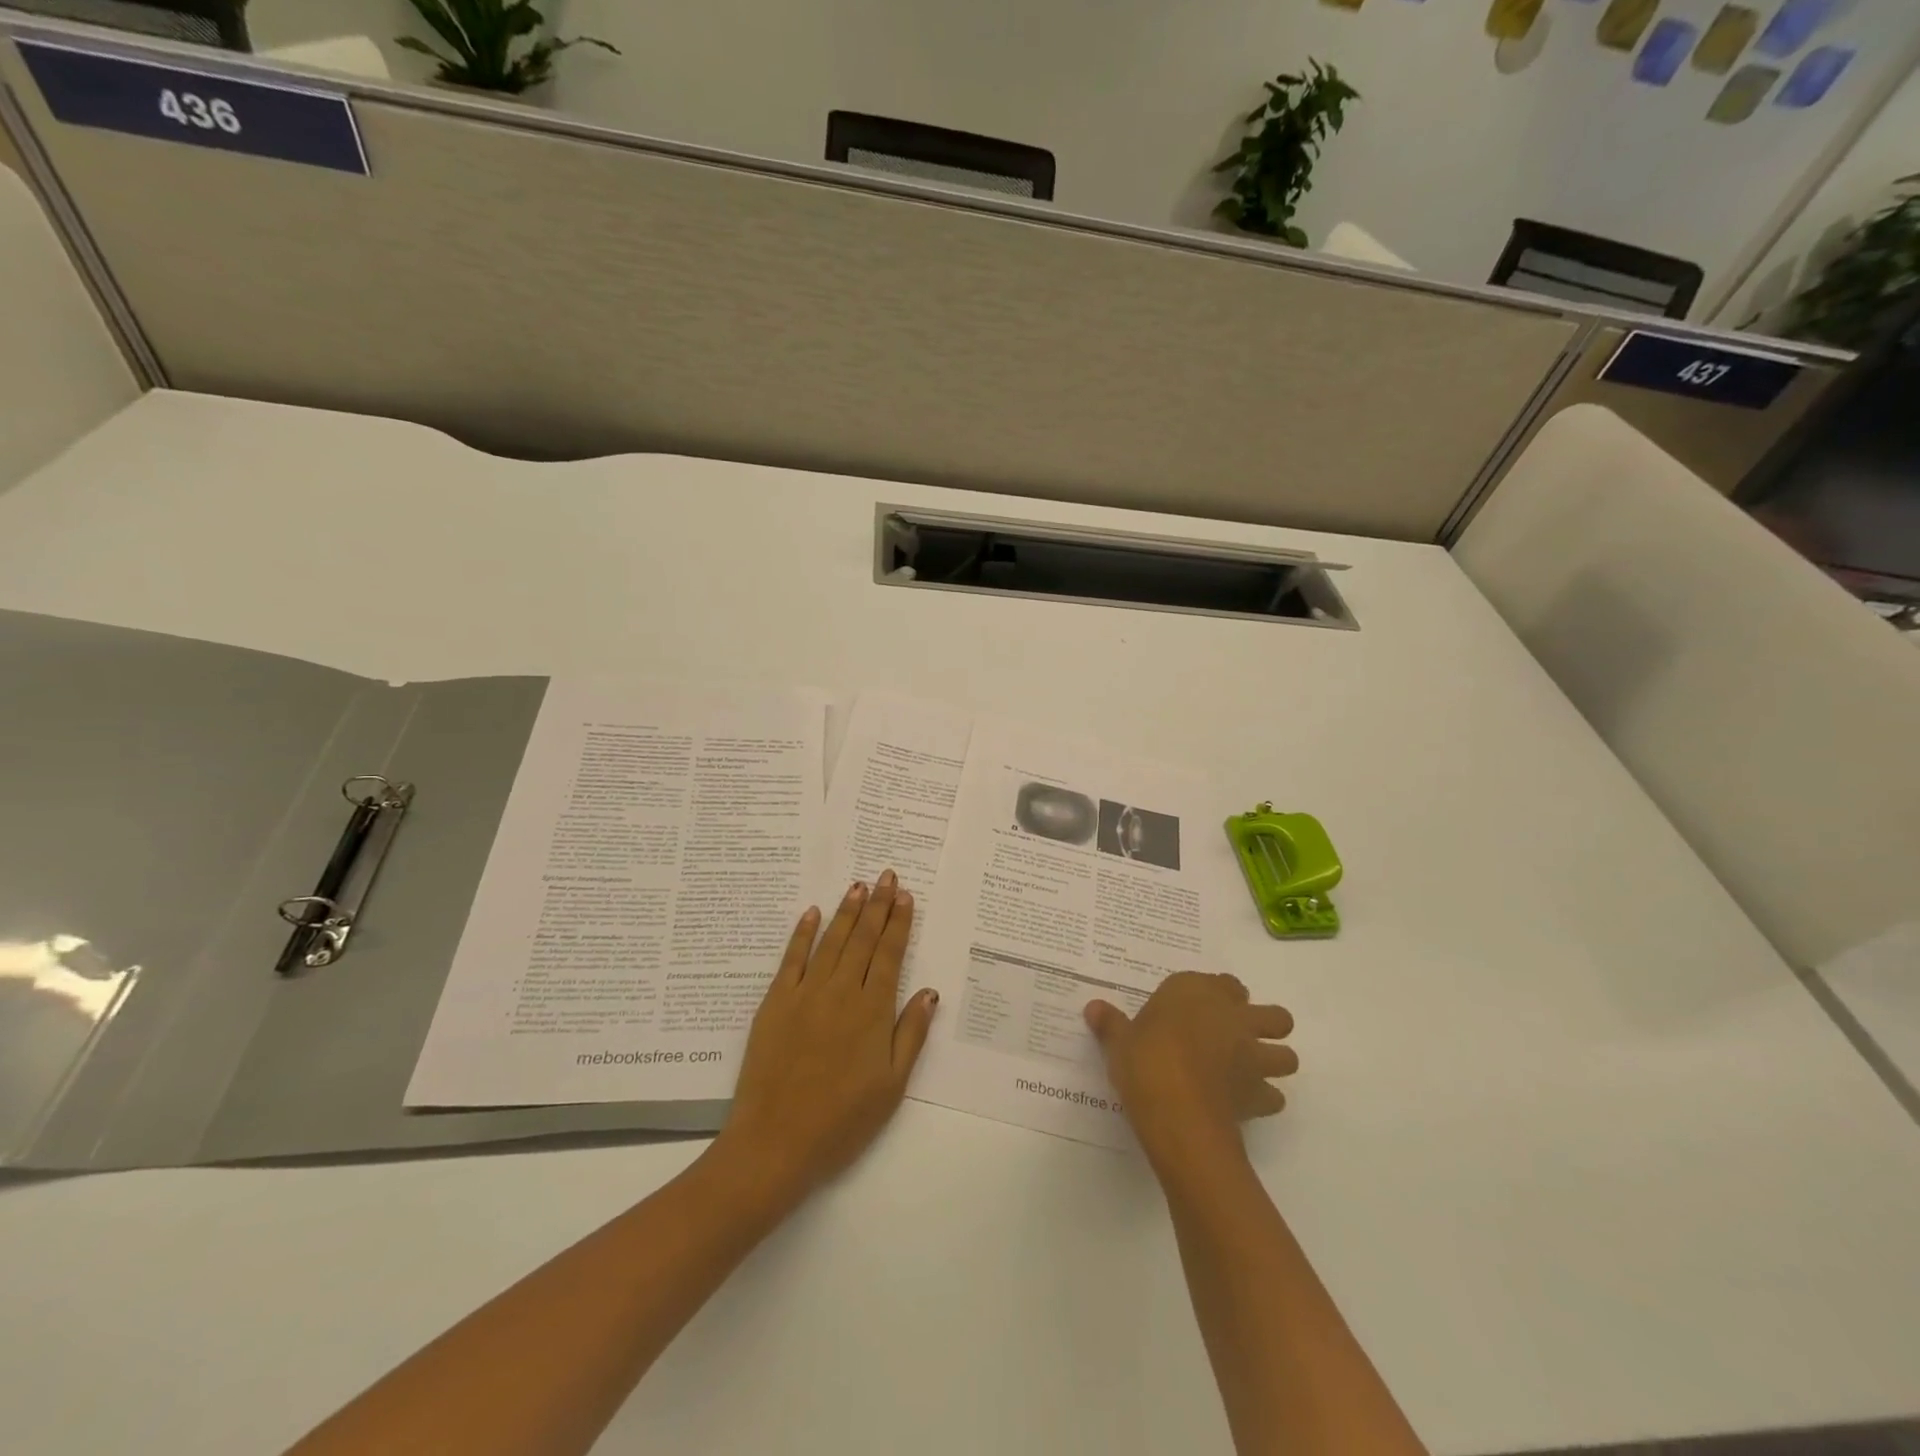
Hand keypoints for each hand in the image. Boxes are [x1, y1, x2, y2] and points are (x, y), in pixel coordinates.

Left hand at [716, 871, 939, 1204]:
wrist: (776, 1142)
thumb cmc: (842, 1121)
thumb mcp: (892, 1086)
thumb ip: (912, 1034)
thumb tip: (930, 992)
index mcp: (873, 1011)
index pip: (890, 955)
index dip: (898, 923)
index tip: (905, 896)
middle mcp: (841, 992)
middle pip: (863, 939)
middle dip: (877, 905)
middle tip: (886, 876)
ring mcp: (805, 994)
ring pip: (831, 941)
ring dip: (846, 911)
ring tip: (858, 886)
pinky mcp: (775, 1003)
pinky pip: (792, 958)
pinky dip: (803, 933)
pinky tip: (812, 913)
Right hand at [1085, 972, 1296, 1171]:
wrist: (1177, 1112)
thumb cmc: (1145, 1061)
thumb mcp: (1119, 1041)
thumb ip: (1111, 1023)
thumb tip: (1092, 1007)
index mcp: (1197, 992)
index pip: (1224, 982)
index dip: (1219, 994)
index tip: (1201, 1007)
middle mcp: (1233, 1016)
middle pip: (1273, 1015)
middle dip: (1264, 1025)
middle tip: (1236, 1037)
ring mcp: (1252, 1055)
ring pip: (1287, 1055)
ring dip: (1274, 1062)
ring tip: (1248, 1072)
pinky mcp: (1260, 1094)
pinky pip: (1274, 1096)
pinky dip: (1264, 1100)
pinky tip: (1243, 1105)